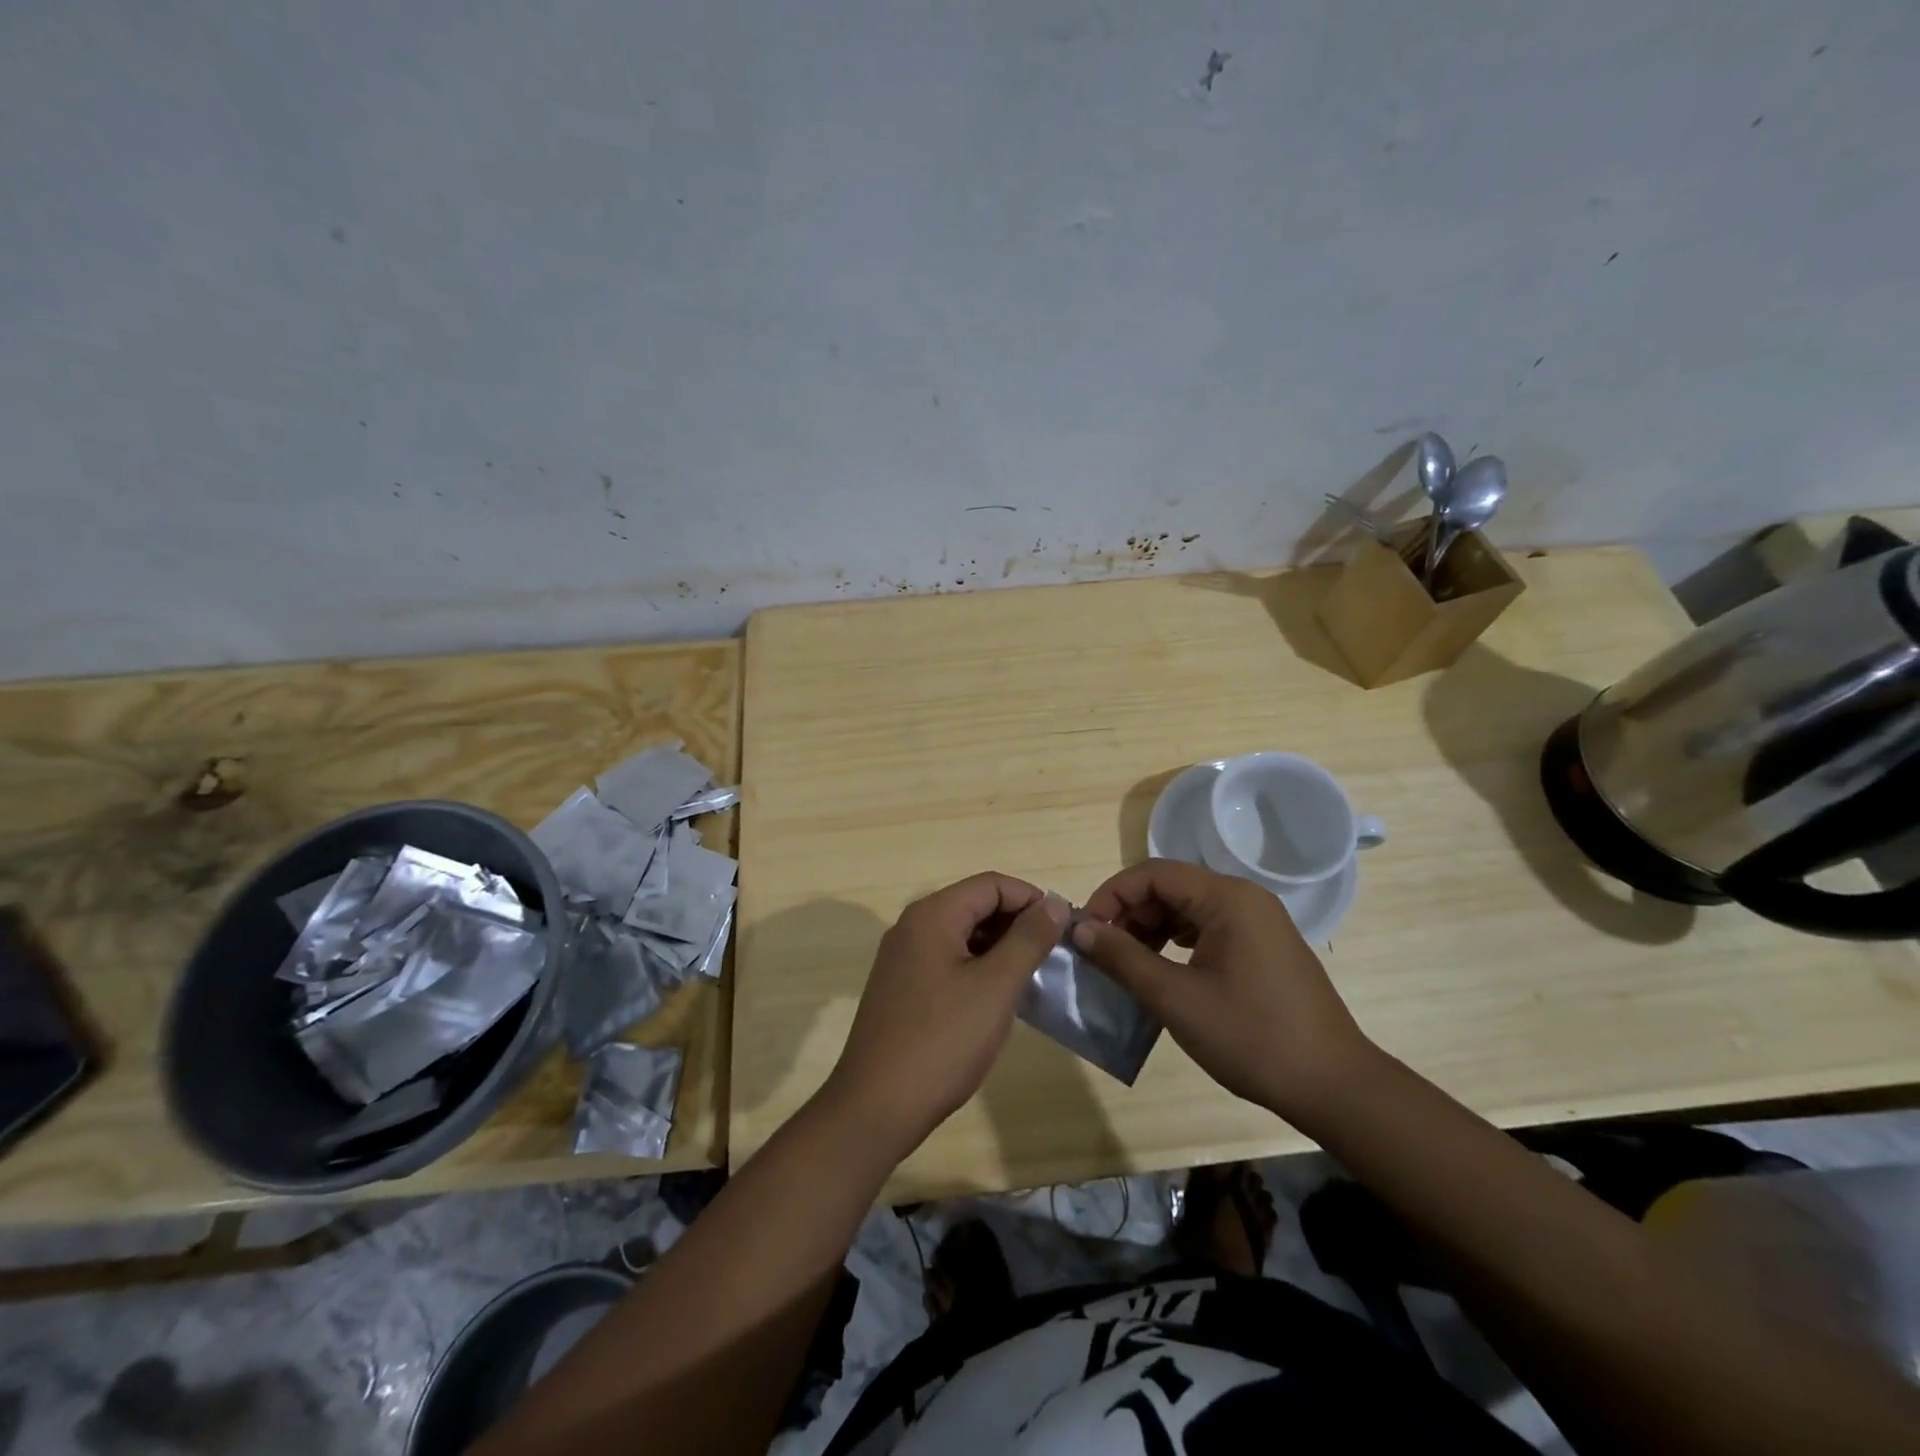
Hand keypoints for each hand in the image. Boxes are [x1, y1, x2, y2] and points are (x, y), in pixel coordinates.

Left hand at [823, 872, 1069, 1158]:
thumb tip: (1052, 902)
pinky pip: (947, 958)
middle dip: (1016, 923)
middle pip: (974, 904)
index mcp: (932, 915)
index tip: (1063, 929)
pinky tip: (997, 996)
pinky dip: (977, 966)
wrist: (876, 1107)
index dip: (1031, 899)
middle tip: (1052, 955)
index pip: (991, 884)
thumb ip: (1027, 939)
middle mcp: (912, 926)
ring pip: (962, 933)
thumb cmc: (942, 1041)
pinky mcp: (901, 986)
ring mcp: (903, 957)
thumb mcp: (995, 987)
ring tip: (1031, 976)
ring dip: (999, 946)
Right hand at [1072, 859, 1376, 1120]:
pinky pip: (1207, 928)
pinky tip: (1160, 969)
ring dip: (1150, 928)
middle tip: (1100, 950)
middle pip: (1170, 886)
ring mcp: (1258, 922)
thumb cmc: (1251, 1037)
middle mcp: (1244, 898)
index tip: (1085, 930)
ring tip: (1124, 962)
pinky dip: (1175, 941)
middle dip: (1129, 913)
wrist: (1333, 1086)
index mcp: (1227, 897)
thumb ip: (1123, 958)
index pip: (1153, 873)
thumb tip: (1079, 929)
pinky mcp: (1263, 947)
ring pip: (1187, 908)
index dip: (1111, 895)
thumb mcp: (1176, 998)